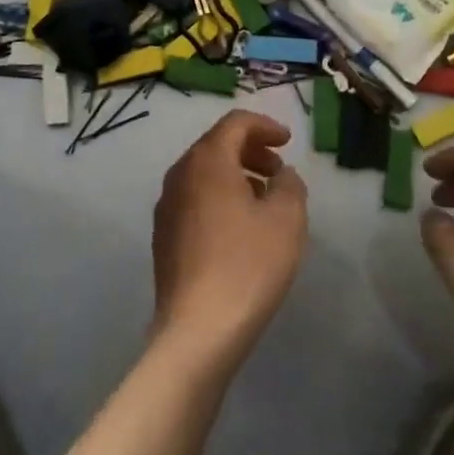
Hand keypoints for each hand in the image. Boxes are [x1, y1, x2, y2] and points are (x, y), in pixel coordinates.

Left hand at [151, 111, 307, 368]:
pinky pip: (195, 199)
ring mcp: (166, 206)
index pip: (235, 124)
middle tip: (279, 171)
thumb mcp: (287, 220)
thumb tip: (281, 175)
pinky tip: (240, 228)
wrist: (198, 330)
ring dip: (236, 175)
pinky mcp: (163, 236)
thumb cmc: (248, 265)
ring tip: (265, 201)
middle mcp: (180, 174)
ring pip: (204, 174)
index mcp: (207, 161)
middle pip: (216, 145)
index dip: (265, 126)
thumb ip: (290, 185)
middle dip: (251, 151)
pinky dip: (220, 198)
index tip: (288, 142)